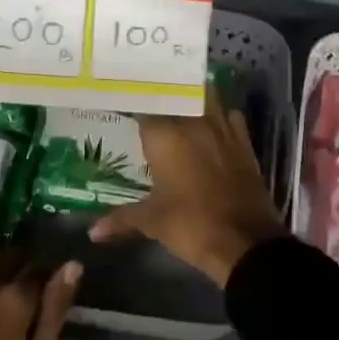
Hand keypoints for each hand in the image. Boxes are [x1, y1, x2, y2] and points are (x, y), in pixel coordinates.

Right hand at [89, 90, 287, 286]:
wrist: (246, 243)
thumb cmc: (191, 226)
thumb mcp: (152, 222)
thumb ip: (121, 219)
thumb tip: (92, 233)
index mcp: (165, 136)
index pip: (143, 105)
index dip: (132, 102)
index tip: (120, 101)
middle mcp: (194, 123)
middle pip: (175, 96)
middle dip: (161, 97)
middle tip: (145, 100)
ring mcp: (223, 130)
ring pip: (205, 99)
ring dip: (192, 99)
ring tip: (176, 104)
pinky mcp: (244, 144)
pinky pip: (230, 116)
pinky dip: (219, 114)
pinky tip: (210, 124)